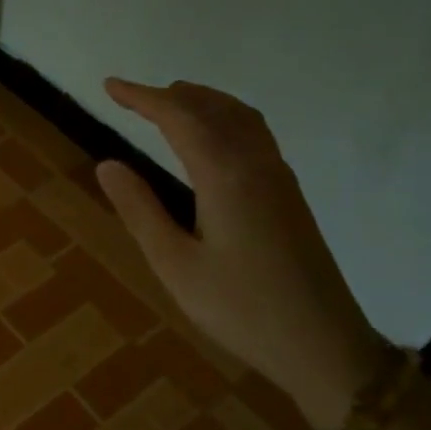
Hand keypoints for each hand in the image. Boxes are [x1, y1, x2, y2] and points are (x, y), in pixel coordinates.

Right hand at [95, 78, 383, 429]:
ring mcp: (279, 178)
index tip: (110, 86)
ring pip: (240, 117)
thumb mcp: (175, 265)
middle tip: (132, 96)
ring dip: (203, 102)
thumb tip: (108, 163)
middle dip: (170, 95)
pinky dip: (225, 118)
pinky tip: (215, 139)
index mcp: (225, 176)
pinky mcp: (289, 195)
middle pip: (213, 109)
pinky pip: (255, 134)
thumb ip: (140, 210)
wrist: (322, 343)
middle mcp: (256, 164)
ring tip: (171, 103)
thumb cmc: (240, 308)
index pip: (179, 118)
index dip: (142, 97)